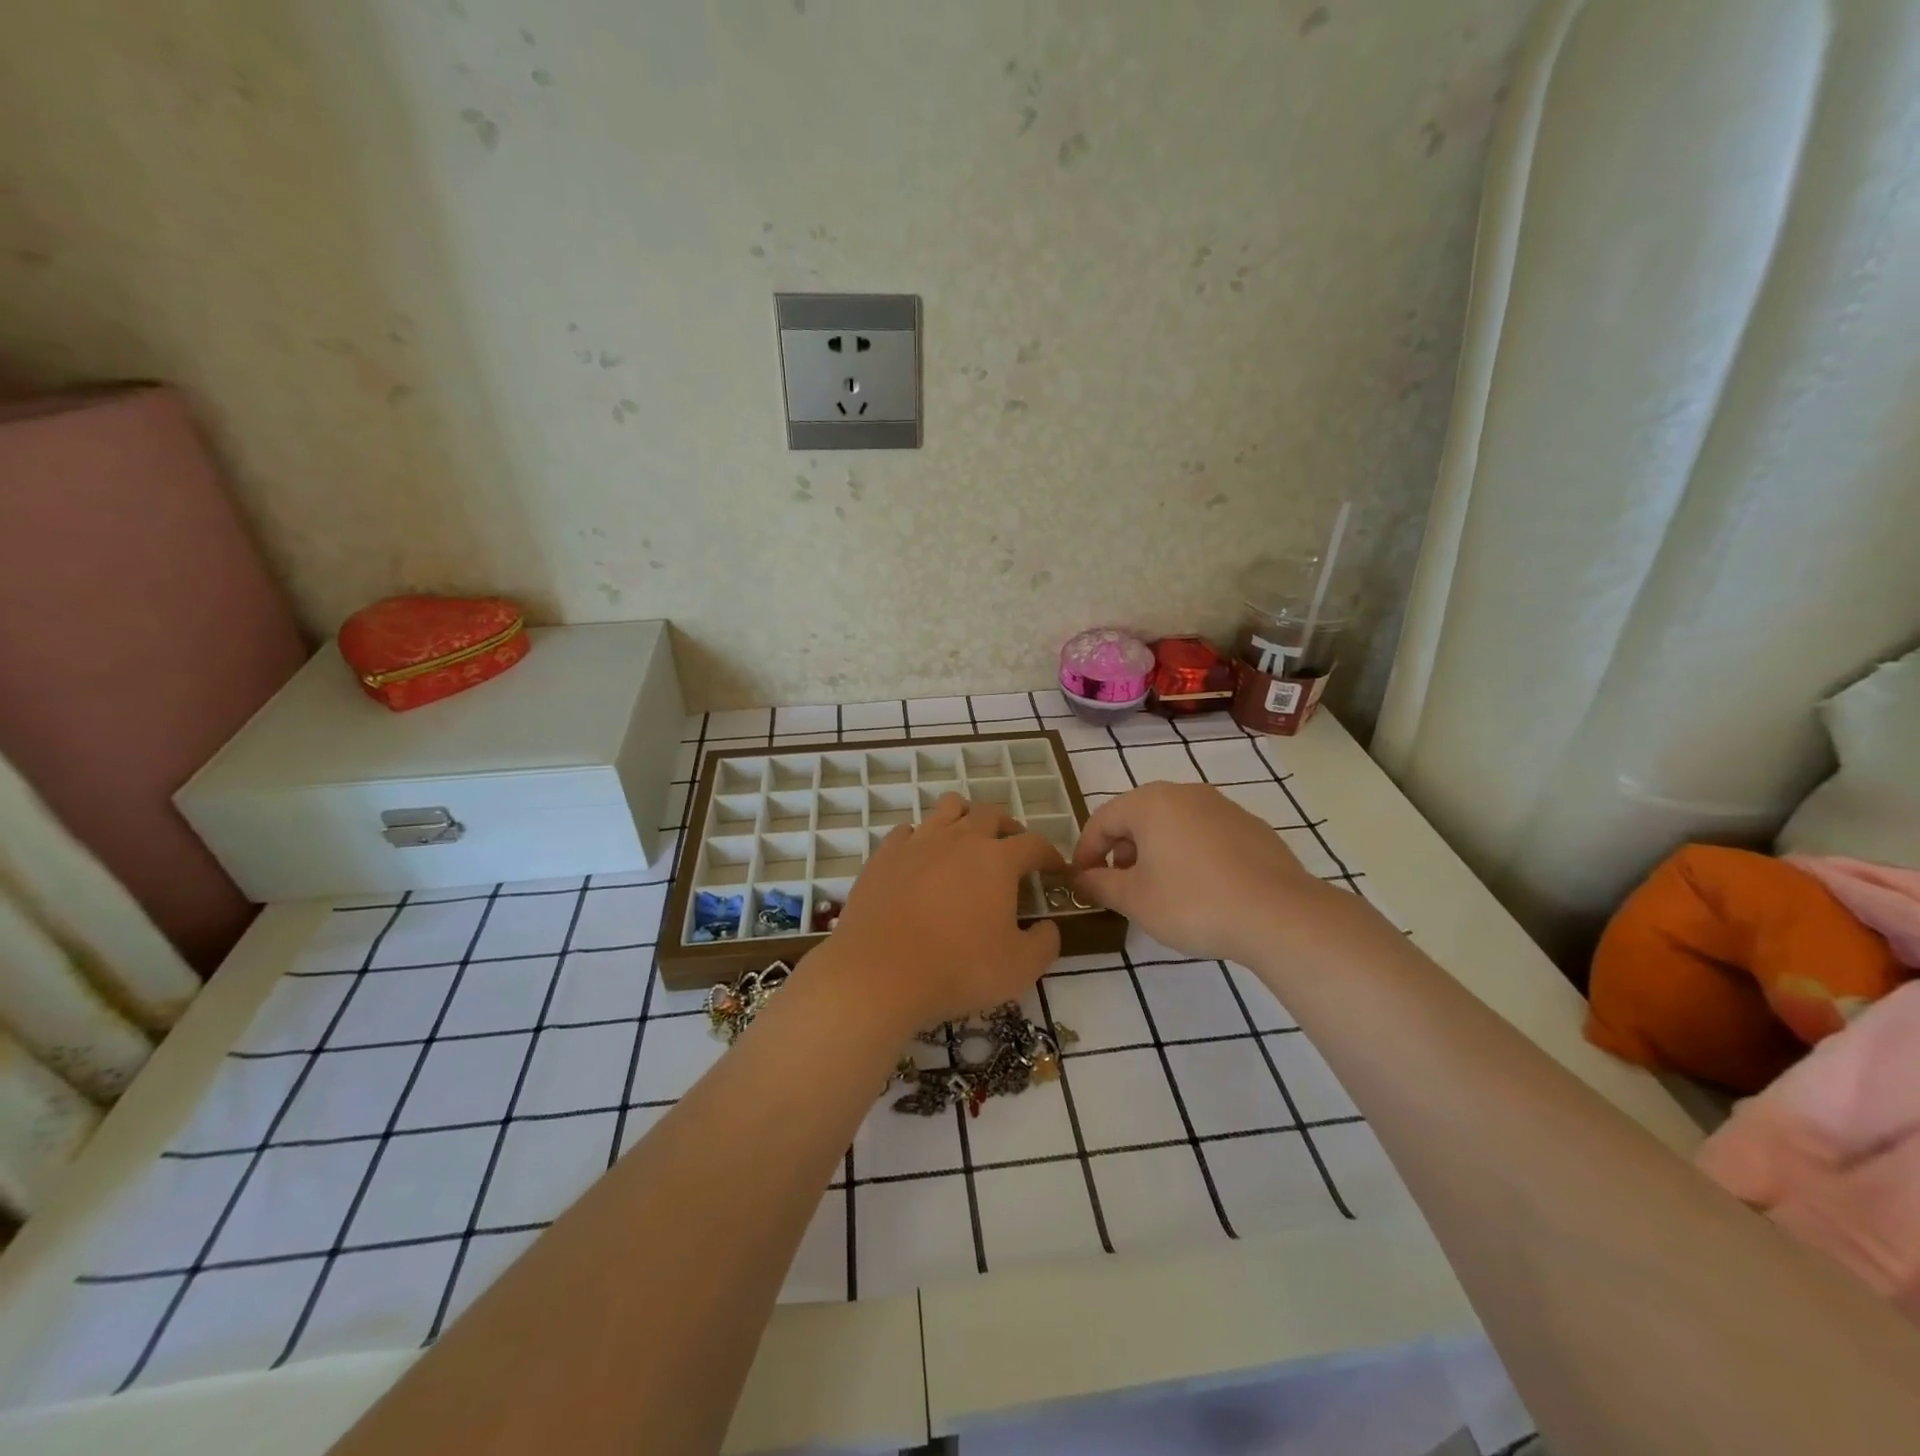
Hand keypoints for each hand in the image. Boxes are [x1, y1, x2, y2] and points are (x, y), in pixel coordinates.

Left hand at [816, 793, 1066, 1029]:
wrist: (878, 974)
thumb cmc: (957, 969)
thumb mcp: (1019, 968)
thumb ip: (1045, 943)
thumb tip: (1047, 927)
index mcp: (997, 860)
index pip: (1035, 844)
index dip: (1050, 855)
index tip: (1056, 870)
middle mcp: (959, 838)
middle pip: (991, 814)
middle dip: (1009, 828)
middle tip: (1013, 851)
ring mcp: (918, 841)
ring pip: (949, 808)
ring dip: (966, 819)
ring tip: (968, 842)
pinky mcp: (885, 854)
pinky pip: (909, 831)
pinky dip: (923, 839)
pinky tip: (923, 860)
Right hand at [1071, 782, 1327, 964]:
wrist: (1280, 915)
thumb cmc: (1193, 903)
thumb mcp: (1135, 900)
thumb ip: (1101, 885)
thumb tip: (1082, 879)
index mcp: (1150, 803)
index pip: (1102, 820)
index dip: (1085, 852)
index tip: (1081, 882)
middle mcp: (1185, 793)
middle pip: (1138, 817)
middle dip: (1121, 851)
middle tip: (1118, 886)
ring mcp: (1223, 807)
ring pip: (1173, 824)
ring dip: (1155, 851)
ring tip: (1158, 890)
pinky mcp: (1251, 827)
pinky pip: (1204, 834)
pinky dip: (1189, 854)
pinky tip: (1199, 888)